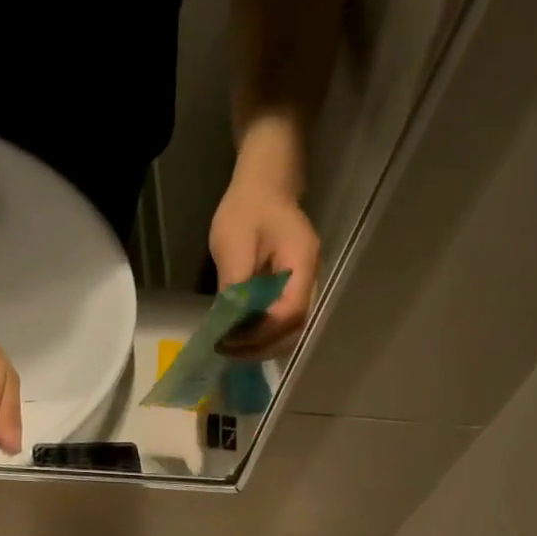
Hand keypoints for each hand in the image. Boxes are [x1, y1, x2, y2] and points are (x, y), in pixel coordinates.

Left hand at [208, 172, 320, 355]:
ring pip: (289, 331)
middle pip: (294, 329)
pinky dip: (261, 335)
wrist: (263, 185)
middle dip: (261, 346)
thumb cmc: (247, 208)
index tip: (230, 339)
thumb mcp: (233, 243)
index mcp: (302, 262)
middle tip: (227, 350)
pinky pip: (281, 322)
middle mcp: (310, 279)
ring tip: (229, 347)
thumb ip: (234, 285)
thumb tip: (227, 324)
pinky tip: (238, 336)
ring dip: (260, 345)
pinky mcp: (292, 291)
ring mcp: (303, 286)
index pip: (290, 312)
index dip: (261, 333)